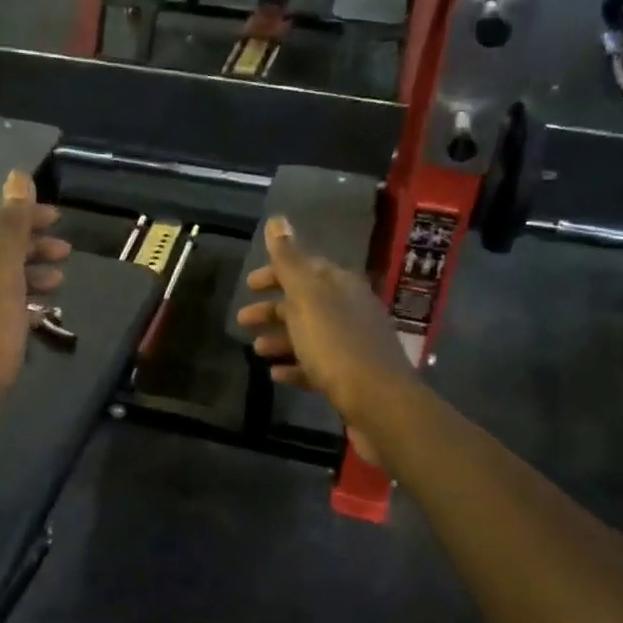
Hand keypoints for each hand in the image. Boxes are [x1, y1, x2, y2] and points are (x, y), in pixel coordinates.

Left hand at [0, 170, 70, 433]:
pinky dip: (23, 307)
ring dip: (30, 277)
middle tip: (67, 252)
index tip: (58, 218)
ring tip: (60, 284)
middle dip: (31, 248)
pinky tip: (40, 318)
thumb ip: (9, 230)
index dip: (25, 217)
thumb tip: (16, 177)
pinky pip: (0, 313)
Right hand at [235, 216, 418, 453]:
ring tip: (256, 350)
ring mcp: (353, 343)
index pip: (304, 268)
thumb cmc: (336, 345)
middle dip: (273, 308)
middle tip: (243, 320)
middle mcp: (350, 309)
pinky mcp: (352, 376)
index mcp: (339, 285)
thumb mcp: (307, 297)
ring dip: (281, 338)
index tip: (249, 285)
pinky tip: (276, 374)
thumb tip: (278, 219)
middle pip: (305, 302)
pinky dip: (295, 366)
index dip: (275, 273)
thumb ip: (290, 260)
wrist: (379, 403)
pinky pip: (317, 365)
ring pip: (310, 334)